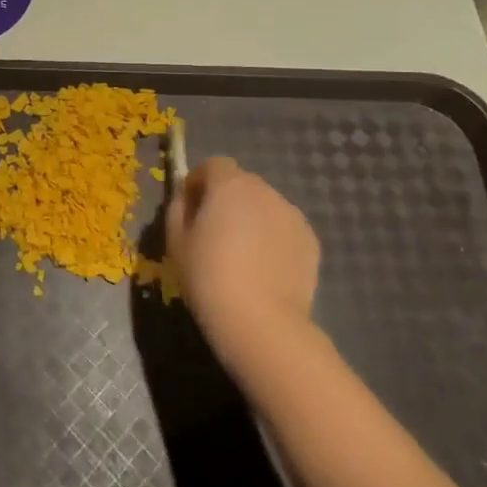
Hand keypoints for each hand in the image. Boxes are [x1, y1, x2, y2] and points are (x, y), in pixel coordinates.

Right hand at [166, 157, 321, 370]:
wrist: (260, 321)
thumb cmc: (208, 277)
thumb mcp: (175, 241)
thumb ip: (178, 209)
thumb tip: (186, 198)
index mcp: (229, 185)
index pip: (213, 164)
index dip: (199, 181)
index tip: (190, 207)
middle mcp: (264, 191)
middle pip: (241, 183)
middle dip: (226, 199)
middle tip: (214, 234)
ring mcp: (292, 215)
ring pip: (264, 206)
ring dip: (251, 218)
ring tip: (241, 255)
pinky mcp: (310, 240)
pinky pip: (283, 228)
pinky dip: (272, 239)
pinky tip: (263, 269)